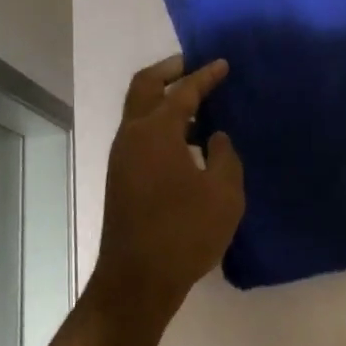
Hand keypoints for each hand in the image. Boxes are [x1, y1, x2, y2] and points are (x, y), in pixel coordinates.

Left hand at [93, 56, 244, 324]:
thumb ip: (225, 156)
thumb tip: (216, 137)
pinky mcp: (120, 177)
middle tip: (193, 66)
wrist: (136, 282)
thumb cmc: (184, 233)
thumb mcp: (223, 194)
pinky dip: (159, 122)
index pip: (183, 91)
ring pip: (138, 109)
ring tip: (194, 104)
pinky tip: (184, 139)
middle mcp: (133, 134)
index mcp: (157, 130)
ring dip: (162, 97)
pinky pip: (139, 132)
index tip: (223, 64)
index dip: (205, 76)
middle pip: (145, 86)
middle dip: (169, 70)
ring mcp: (121, 156)